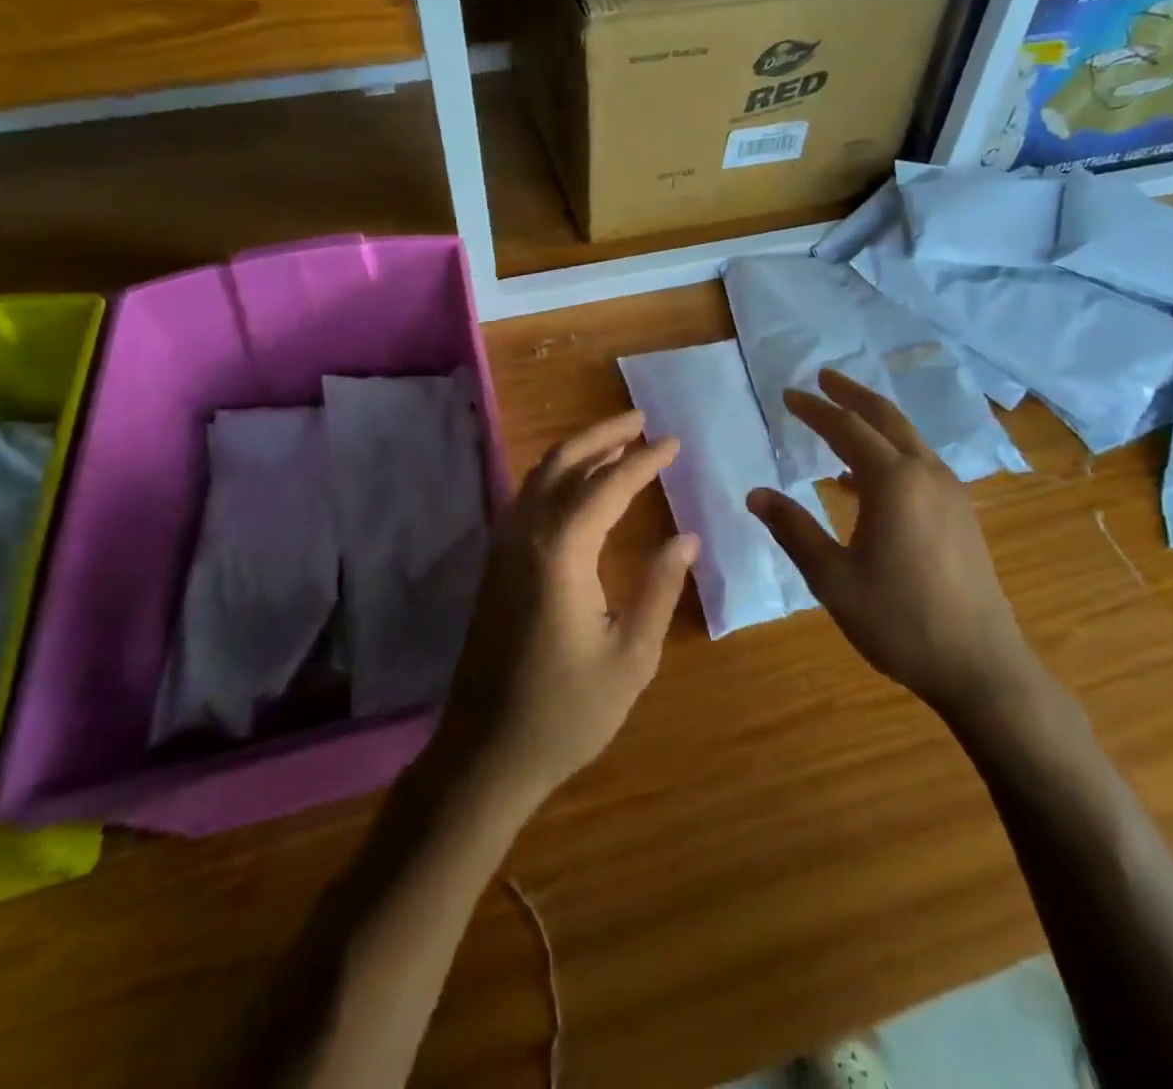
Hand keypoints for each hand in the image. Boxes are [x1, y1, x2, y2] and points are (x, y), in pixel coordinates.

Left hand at [441, 412, 699, 809]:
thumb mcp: (631, 656)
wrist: (485, 753)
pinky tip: (579, 488)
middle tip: (641, 419)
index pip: (608, 486)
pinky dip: (557, 477)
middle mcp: (526, 537)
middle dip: (603, 434)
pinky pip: (527, 500)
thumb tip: (686, 538)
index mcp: (561, 554)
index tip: (673, 442)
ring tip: (617, 442)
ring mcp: (503, 549)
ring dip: (578, 452)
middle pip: (563, 464)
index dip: (643, 460)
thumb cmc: (566, 712)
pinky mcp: (495, 566)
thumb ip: (659, 589)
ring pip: (539, 477)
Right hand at [746, 370, 1037, 719]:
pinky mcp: (960, 513)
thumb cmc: (898, 620)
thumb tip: (755, 494)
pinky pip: (919, 464)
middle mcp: (926, 474)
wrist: (979, 665)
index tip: (788, 394)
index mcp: (894, 482)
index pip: (847, 429)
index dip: (814, 409)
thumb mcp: (832, 578)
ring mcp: (950, 492)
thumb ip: (793, 529)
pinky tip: (864, 480)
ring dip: (873, 422)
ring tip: (841, 420)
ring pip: (908, 439)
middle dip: (851, 395)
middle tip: (822, 378)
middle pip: (886, 418)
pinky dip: (889, 454)